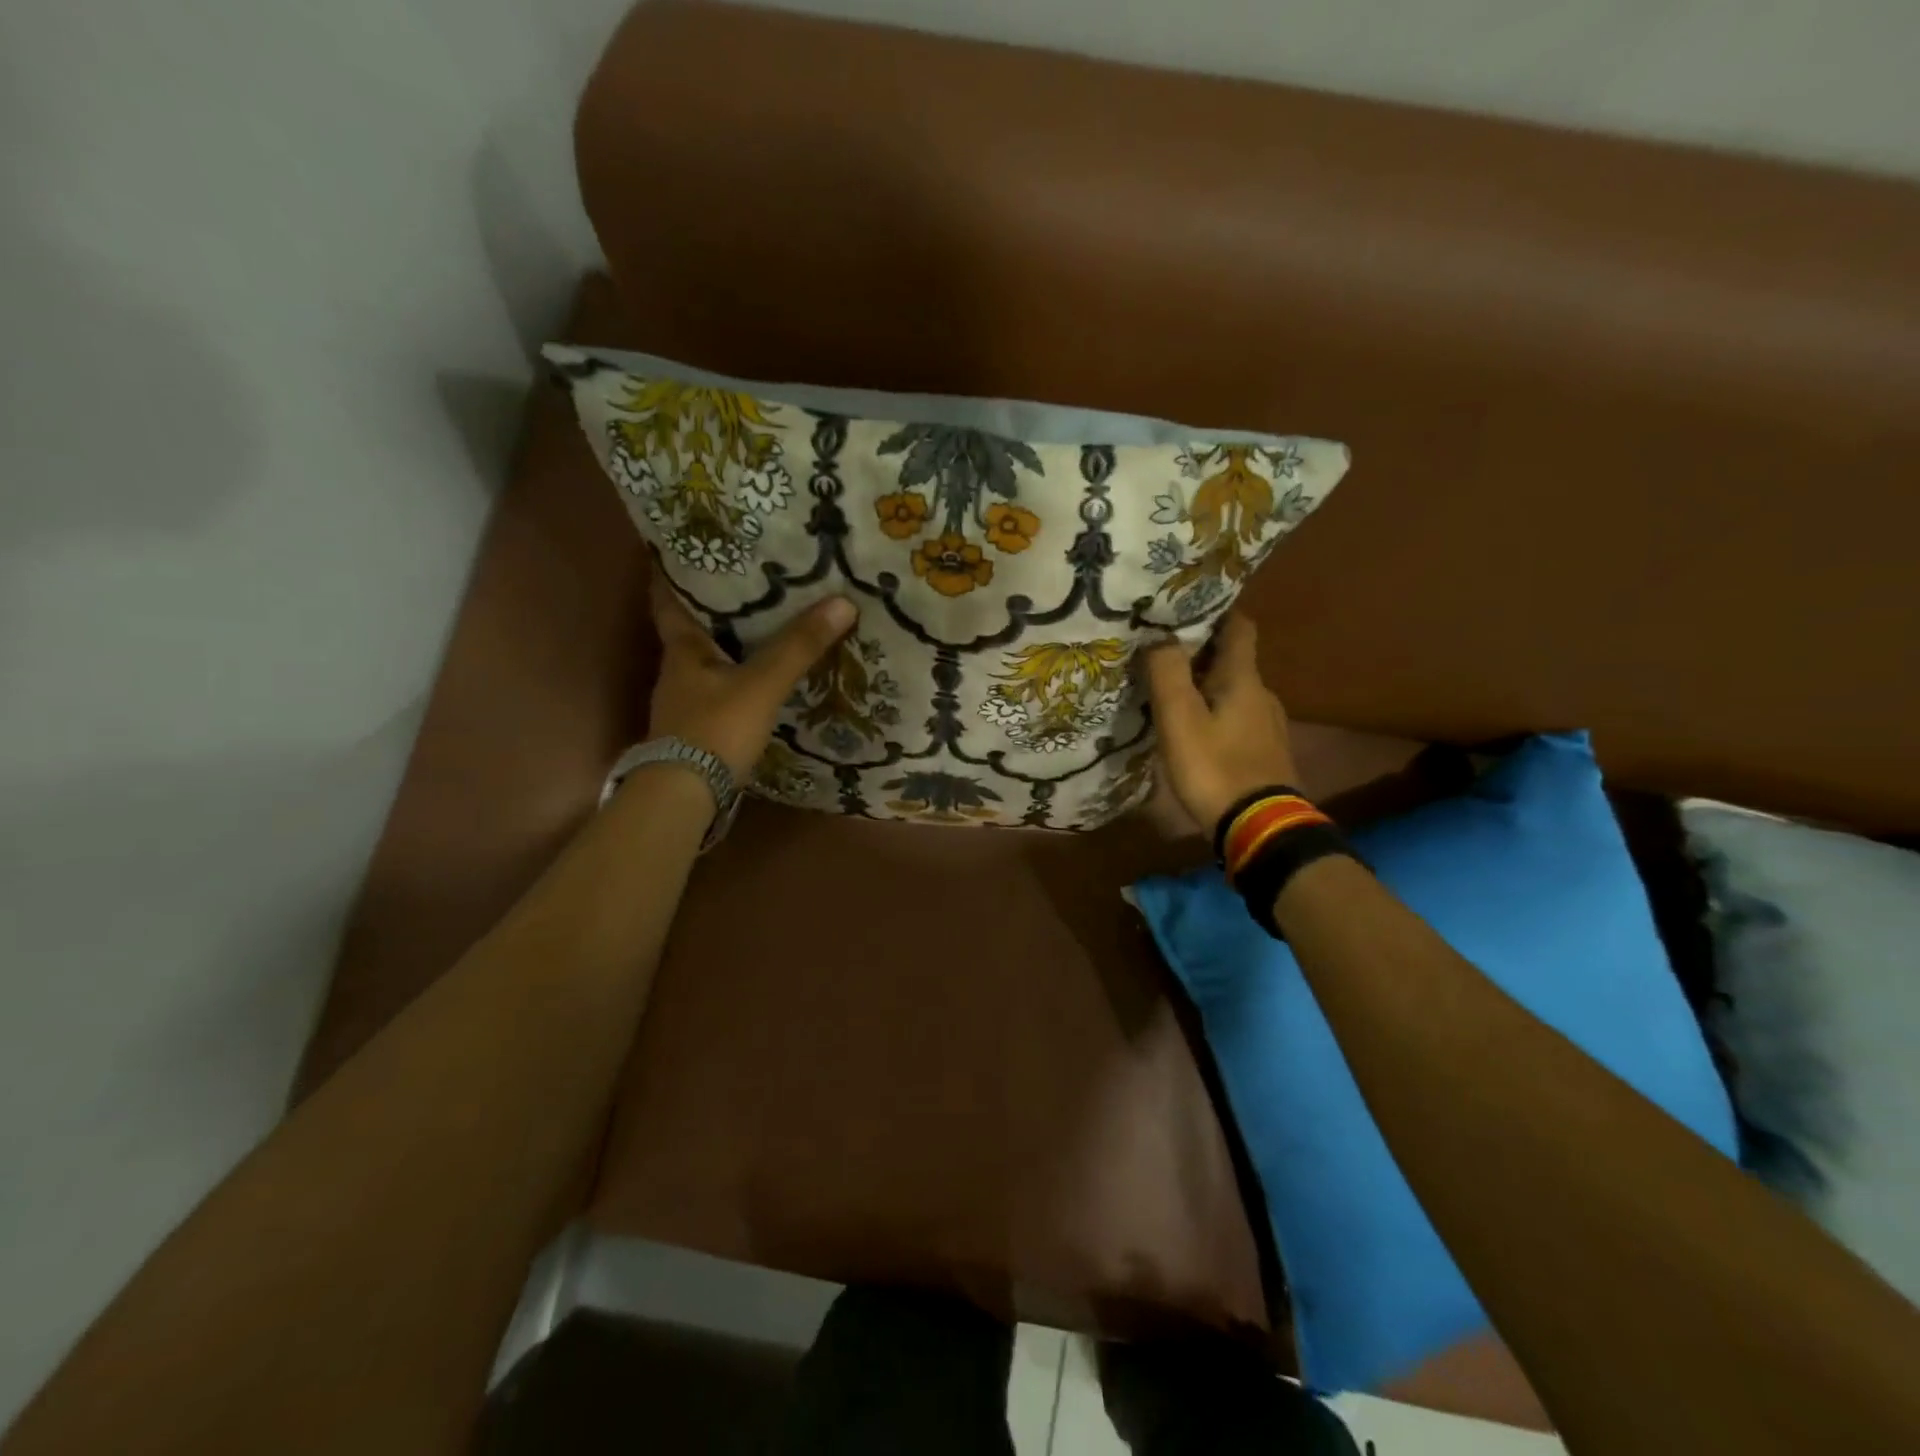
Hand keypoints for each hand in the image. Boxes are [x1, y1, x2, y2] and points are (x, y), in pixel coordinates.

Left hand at [647, 571, 856, 780]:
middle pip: (692, 629)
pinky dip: (738, 678)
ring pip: (708, 662)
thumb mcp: (762, 684)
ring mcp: (685, 705)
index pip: (668, 600)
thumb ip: (798, 647)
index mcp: (682, 651)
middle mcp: (678, 673)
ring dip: (730, 644)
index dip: (672, 573)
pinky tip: (762, 679)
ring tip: (765, 624)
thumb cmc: (715, 730)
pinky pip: (721, 690)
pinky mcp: (699, 731)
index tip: (683, 549)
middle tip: (749, 581)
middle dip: (715, 606)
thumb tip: (843, 601)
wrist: (685, 797)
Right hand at [1143, 613, 1300, 834]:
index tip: (1184, 609)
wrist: (1259, 828)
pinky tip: (1195, 732)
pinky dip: (1216, 715)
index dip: (1216, 611)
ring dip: (1206, 687)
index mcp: (1244, 679)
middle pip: (1234, 660)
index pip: (1239, 627)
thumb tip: (1159, 636)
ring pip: (1234, 692)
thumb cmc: (1215, 767)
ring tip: (1172, 695)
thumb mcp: (1180, 718)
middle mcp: (1262, 694)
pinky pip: (1237, 720)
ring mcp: (1268, 726)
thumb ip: (1168, 672)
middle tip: (1163, 655)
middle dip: (1201, 653)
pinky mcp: (1265, 753)